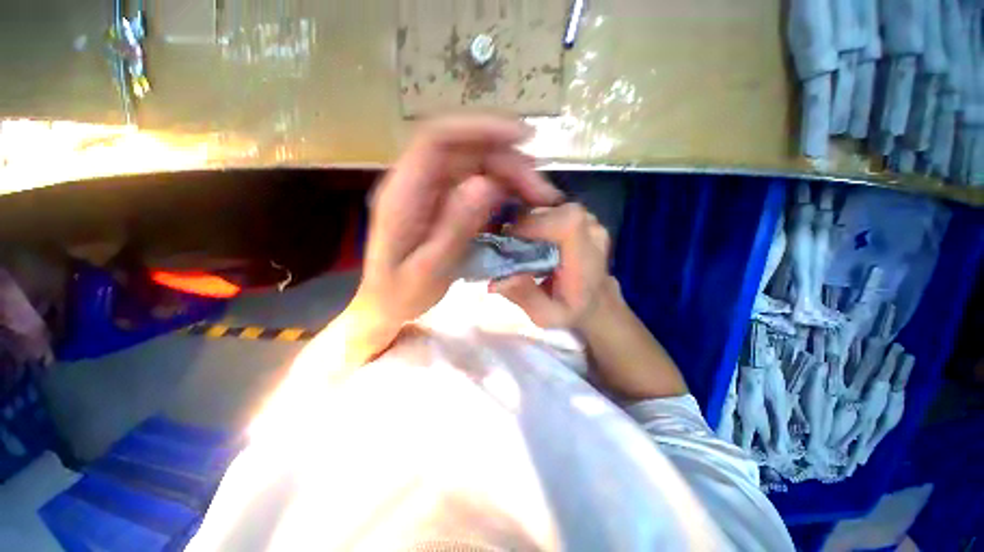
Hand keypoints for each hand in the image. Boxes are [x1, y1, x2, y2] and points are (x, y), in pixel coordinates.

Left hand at [352, 116, 562, 341]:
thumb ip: (454, 228)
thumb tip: (488, 184)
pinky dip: (502, 190)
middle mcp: (416, 182)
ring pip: (475, 166)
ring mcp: (431, 192)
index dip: (479, 128)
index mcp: (403, 193)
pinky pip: (476, 185)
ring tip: (537, 197)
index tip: (522, 138)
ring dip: (509, 175)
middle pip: (465, 151)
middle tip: (541, 191)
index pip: (438, 139)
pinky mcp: (443, 203)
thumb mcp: (429, 269)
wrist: (386, 303)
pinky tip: (519, 204)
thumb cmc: (401, 292)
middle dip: (507, 163)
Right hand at [490, 203, 610, 329]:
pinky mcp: (583, 218)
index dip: (534, 224)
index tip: (509, 237)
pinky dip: (538, 218)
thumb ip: (525, 297)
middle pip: (553, 210)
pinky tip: (532, 235)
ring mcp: (590, 222)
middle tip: (508, 241)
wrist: (597, 302)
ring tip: (519, 240)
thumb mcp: (545, 315)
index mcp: (586, 259)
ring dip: (530, 220)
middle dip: (525, 222)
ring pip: (552, 206)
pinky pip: (555, 208)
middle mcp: (592, 233)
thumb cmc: (571, 311)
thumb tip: (497, 279)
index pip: (566, 223)